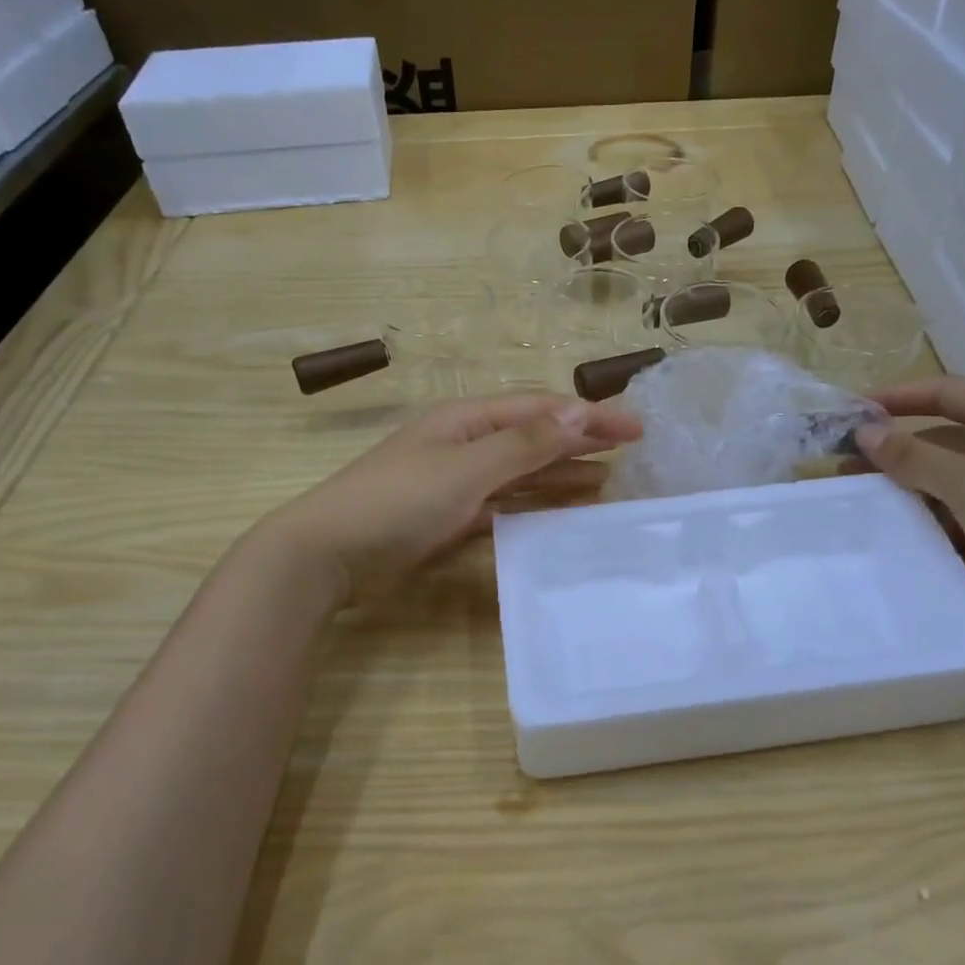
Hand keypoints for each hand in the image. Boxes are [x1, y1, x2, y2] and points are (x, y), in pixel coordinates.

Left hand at [259, 393, 642, 602]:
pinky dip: (536, 505)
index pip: (539, 409)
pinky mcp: (452, 517)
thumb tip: (578, 412)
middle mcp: (465, 443)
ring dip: (563, 475)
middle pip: (534, 437)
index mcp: (466, 419)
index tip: (635, 428)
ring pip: (522, 473)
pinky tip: (562, 513)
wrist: (329, 554)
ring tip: (609, 484)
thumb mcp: (464, 468)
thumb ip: (523, 444)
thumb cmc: (398, 501)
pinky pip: (506, 504)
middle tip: (631, 453)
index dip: (588, 415)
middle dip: (580, 441)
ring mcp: (458, 481)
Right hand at [851, 377, 964, 621]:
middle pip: (948, 434)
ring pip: (958, 475)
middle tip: (849, 465)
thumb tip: (864, 431)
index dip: (896, 397)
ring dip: (916, 485)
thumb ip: (912, 455)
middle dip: (899, 448)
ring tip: (870, 501)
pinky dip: (941, 516)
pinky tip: (913, 533)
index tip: (851, 412)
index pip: (945, 391)